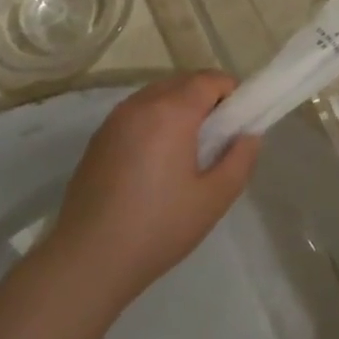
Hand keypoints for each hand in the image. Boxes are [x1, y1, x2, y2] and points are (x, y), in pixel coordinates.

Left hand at [42, 73, 260, 300]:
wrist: (89, 258)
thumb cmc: (159, 227)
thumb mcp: (215, 198)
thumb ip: (241, 158)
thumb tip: (248, 135)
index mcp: (171, 112)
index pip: (209, 80)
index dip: (232, 94)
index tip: (239, 124)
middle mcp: (140, 104)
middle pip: (182, 82)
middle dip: (207, 99)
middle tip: (218, 139)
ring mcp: (114, 120)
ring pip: (157, 95)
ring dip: (179, 109)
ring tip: (187, 152)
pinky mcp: (98, 138)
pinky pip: (137, 113)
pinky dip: (155, 121)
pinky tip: (156, 163)